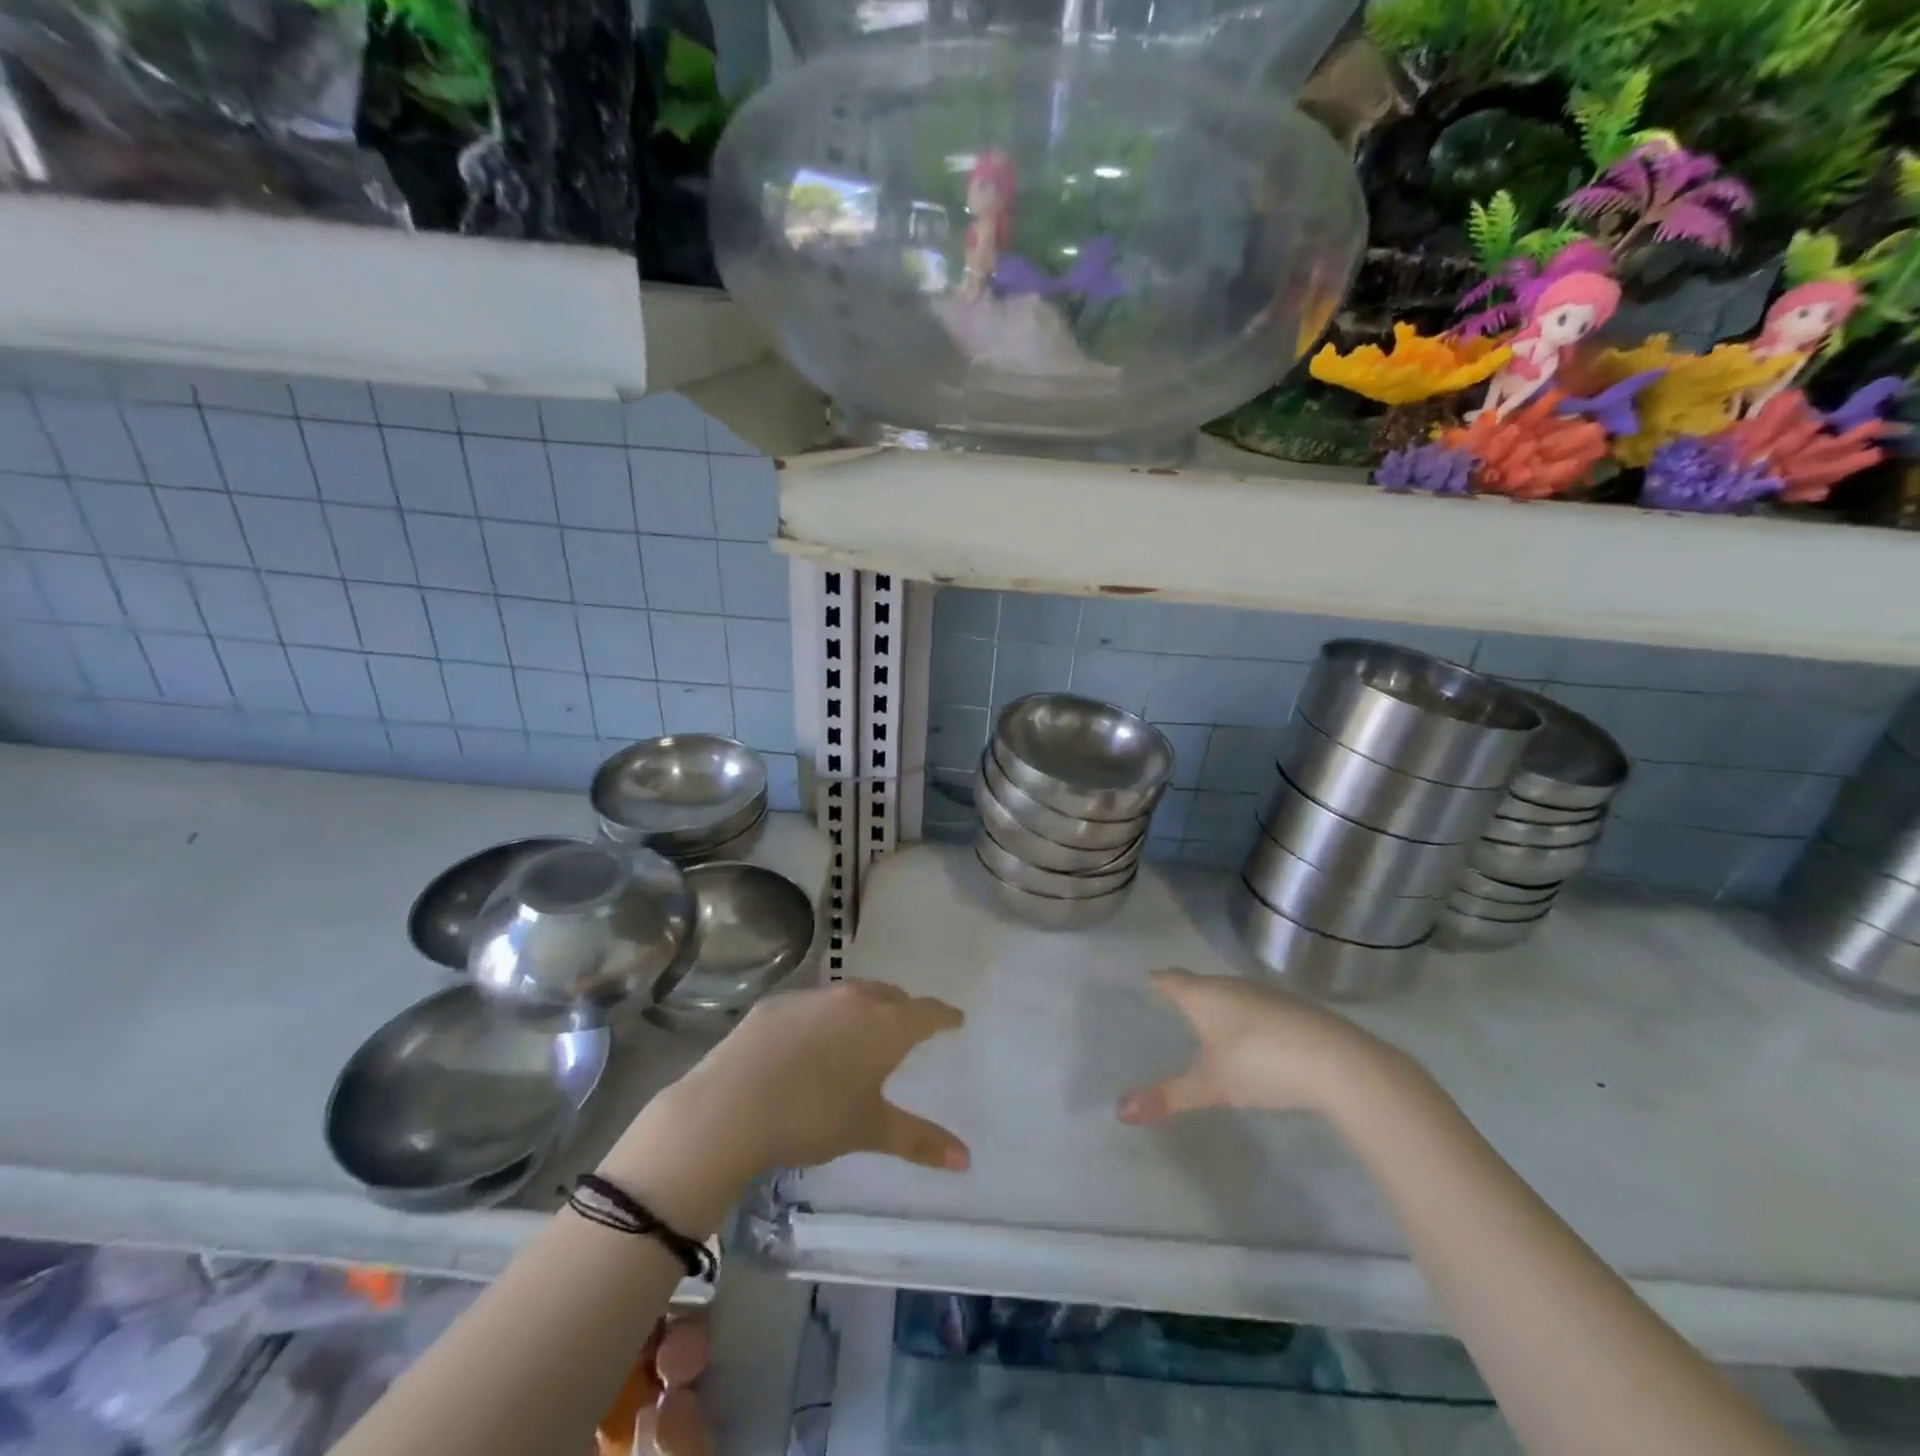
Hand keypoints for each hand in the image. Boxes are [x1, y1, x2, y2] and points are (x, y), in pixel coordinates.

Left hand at [667, 980, 969, 1177]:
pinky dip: (824, 1017)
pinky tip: (810, 1043)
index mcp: (886, 1025)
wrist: (732, 1105)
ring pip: (851, 994)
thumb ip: (919, 1140)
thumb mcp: (869, 1129)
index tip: (954, 1020)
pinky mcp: (778, 1003)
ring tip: (861, 1033)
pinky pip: (814, 1003)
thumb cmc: (813, 1117)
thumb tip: (966, 1160)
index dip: (944, 1016)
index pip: (927, 1011)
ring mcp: (814, 996)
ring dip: (864, 1009)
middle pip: (890, 995)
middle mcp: (855, 999)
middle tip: (907, 1030)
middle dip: (904, 1010)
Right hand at [1116, 969, 1412, 1124]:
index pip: (1170, 979)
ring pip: (1231, 994)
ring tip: (1207, 1029)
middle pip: (1200, 984)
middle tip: (1170, 1013)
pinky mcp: (1294, 1009)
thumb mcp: (1210, 1086)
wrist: (1338, 1062)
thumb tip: (1120, 1111)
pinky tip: (1252, 1043)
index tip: (1145, 985)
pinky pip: (1257, 1008)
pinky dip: (1247, 1020)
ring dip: (1219, 1008)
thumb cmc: (1260, 1064)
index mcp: (1203, 995)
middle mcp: (1231, 985)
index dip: (1156, 982)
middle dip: (1186, 995)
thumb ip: (1167, 1096)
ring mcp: (1266, 994)